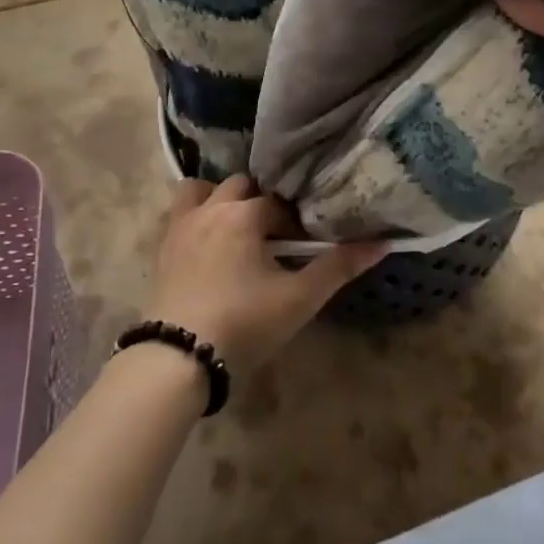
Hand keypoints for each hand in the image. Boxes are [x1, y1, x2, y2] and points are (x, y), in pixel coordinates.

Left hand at [143, 175, 386, 371]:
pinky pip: (179, 215)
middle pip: (241, 185)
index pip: (279, 202)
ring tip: (236, 229)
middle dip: (260, 201)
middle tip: (274, 234)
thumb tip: (382, 242)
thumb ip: (338, 267)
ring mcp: (180, 227)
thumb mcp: (299, 298)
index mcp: (244, 214)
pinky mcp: (162, 248)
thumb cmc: (244, 322)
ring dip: (219, 199)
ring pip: (201, 191)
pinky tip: (208, 247)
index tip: (304, 244)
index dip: (295, 220)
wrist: (178, 358)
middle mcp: (211, 209)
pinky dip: (196, 217)